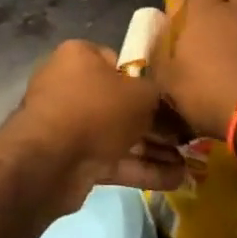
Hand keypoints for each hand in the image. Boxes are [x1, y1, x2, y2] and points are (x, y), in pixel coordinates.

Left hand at [0, 40, 185, 210]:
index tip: (170, 99)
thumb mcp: (141, 95)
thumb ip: (160, 99)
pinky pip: (111, 159)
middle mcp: (70, 85)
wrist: (47, 162)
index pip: (120, 62)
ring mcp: (68, 124)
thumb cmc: (96, 110)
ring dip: (153, 150)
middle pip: (121, 103)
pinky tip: (174, 180)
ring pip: (118, 134)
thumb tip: (172, 111)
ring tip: (189, 166)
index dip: (147, 81)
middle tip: (186, 138)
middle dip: (155, 124)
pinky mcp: (70, 159)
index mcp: (80, 56)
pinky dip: (140, 169)